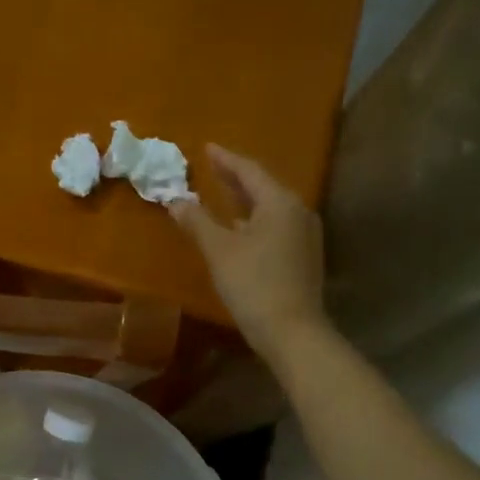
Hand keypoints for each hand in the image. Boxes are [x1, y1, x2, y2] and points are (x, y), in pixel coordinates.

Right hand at [173, 143, 326, 355]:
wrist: (292, 332)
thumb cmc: (254, 284)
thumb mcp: (219, 251)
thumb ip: (197, 221)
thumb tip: (175, 201)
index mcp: (280, 202)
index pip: (249, 171)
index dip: (226, 160)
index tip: (207, 148)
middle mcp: (298, 212)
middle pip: (263, 187)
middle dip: (236, 178)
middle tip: (213, 168)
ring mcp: (304, 236)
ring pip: (270, 209)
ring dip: (245, 201)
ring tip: (222, 196)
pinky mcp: (303, 257)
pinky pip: (275, 227)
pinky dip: (254, 221)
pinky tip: (239, 229)